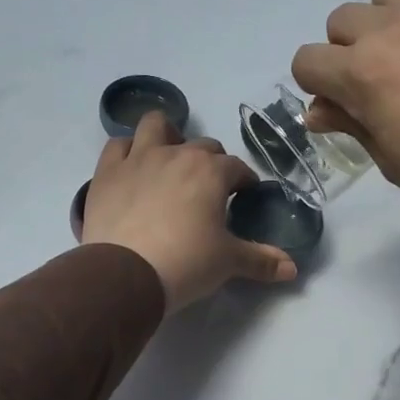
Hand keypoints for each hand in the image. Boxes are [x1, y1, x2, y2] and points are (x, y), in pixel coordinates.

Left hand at [79, 112, 297, 309]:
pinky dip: (127, 151)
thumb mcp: (229, 262)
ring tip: (169, 159)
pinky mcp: (107, 172)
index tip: (244, 196)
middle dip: (211, 162)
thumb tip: (293, 269)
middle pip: (202, 146)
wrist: (125, 274)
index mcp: (211, 172)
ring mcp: (138, 158)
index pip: (237, 167)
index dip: (244, 181)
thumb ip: (261, 261)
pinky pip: (117, 145)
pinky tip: (132, 167)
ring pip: (156, 126)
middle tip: (209, 190)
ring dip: (167, 136)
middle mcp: (177, 154)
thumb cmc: (186, 263)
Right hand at [290, 0, 399, 278]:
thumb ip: (353, 124)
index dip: (319, 86)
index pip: (307, 61)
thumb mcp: (395, 163)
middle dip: (350, 52)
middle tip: (385, 85)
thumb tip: (320, 110)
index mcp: (364, 73)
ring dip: (390, 23)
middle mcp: (394, 24)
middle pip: (342, 21)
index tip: (343, 106)